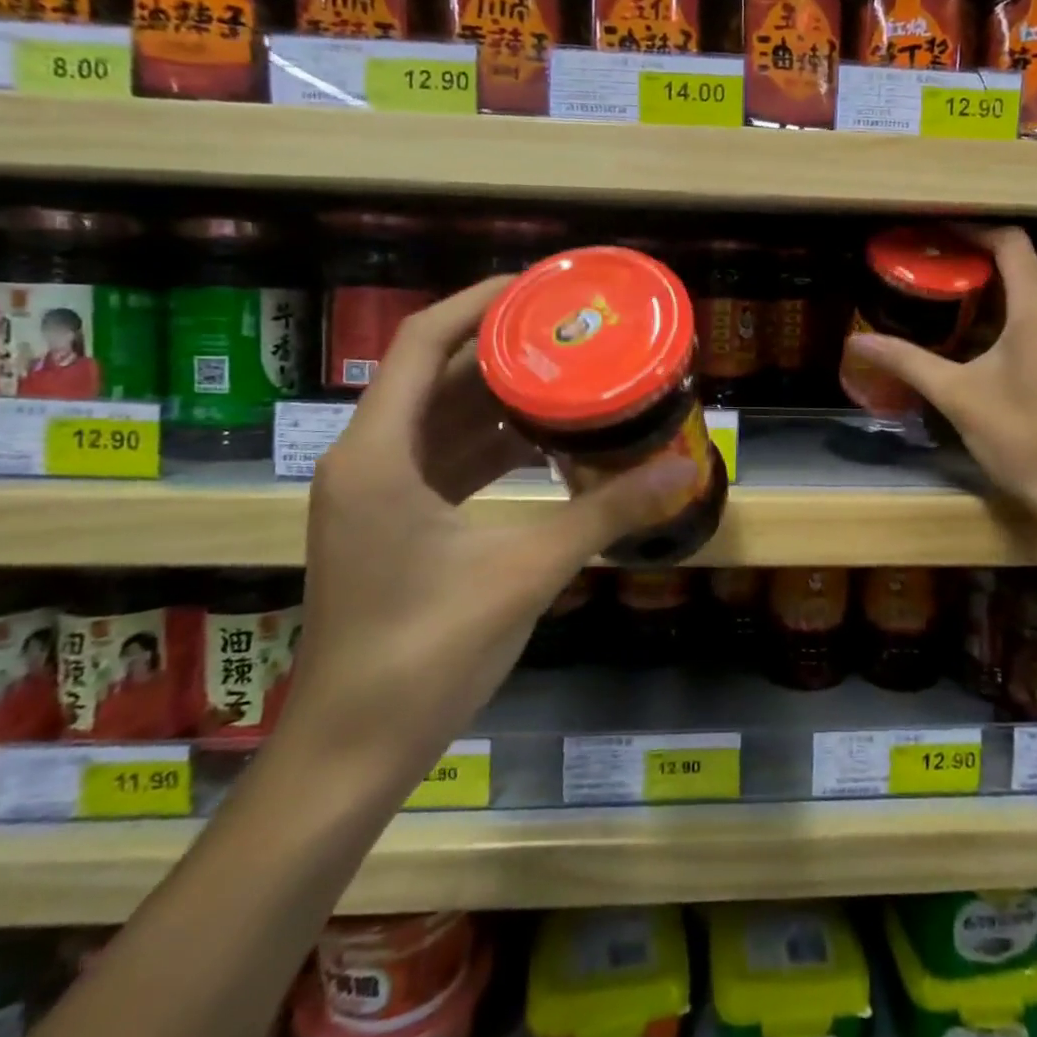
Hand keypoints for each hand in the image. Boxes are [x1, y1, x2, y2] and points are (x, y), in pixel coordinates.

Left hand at [288, 278, 699, 786]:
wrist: (355, 749)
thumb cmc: (427, 652)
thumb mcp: (526, 570)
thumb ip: (605, 512)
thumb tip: (681, 469)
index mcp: (379, 454)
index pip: (423, 343)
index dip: (479, 303)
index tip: (540, 287)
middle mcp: (368, 459)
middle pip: (436, 375)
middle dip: (502, 349)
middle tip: (571, 332)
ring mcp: (376, 493)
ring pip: (441, 418)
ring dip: (500, 398)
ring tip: (569, 378)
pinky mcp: (392, 522)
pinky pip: (444, 458)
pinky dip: (491, 444)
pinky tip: (544, 445)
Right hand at [844, 227, 1036, 528]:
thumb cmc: (1023, 436)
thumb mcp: (957, 396)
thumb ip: (907, 362)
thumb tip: (856, 341)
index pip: (1011, 244)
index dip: (974, 230)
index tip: (938, 234)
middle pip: (1021, 272)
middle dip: (977, 271)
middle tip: (932, 279)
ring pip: (1034, 303)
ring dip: (995, 302)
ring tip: (951, 314)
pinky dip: (1014, 326)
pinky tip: (985, 351)